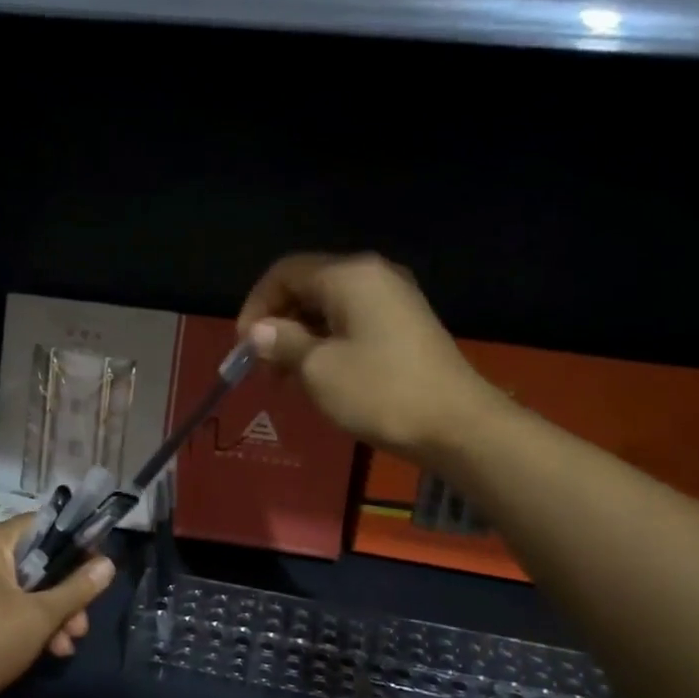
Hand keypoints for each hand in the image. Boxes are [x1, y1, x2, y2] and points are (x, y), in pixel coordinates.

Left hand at [0, 516, 114, 697]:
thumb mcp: (40, 616)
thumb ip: (77, 588)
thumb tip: (108, 563)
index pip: (44, 525)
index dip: (76, 546)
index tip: (98, 572)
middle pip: (37, 561)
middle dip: (65, 595)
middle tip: (81, 626)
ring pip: (24, 586)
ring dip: (51, 614)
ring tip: (66, 647)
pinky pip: (6, 601)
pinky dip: (27, 620)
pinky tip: (48, 650)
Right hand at [237, 252, 494, 457]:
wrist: (455, 424)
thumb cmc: (379, 392)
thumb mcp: (318, 369)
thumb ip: (282, 343)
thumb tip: (258, 331)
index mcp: (349, 275)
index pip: (285, 272)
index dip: (256, 306)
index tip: (243, 347)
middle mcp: (373, 276)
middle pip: (307, 287)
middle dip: (278, 324)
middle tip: (262, 368)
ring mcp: (394, 299)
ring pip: (329, 308)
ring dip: (300, 338)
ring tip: (287, 379)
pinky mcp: (405, 325)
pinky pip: (352, 323)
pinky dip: (327, 343)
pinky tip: (318, 377)